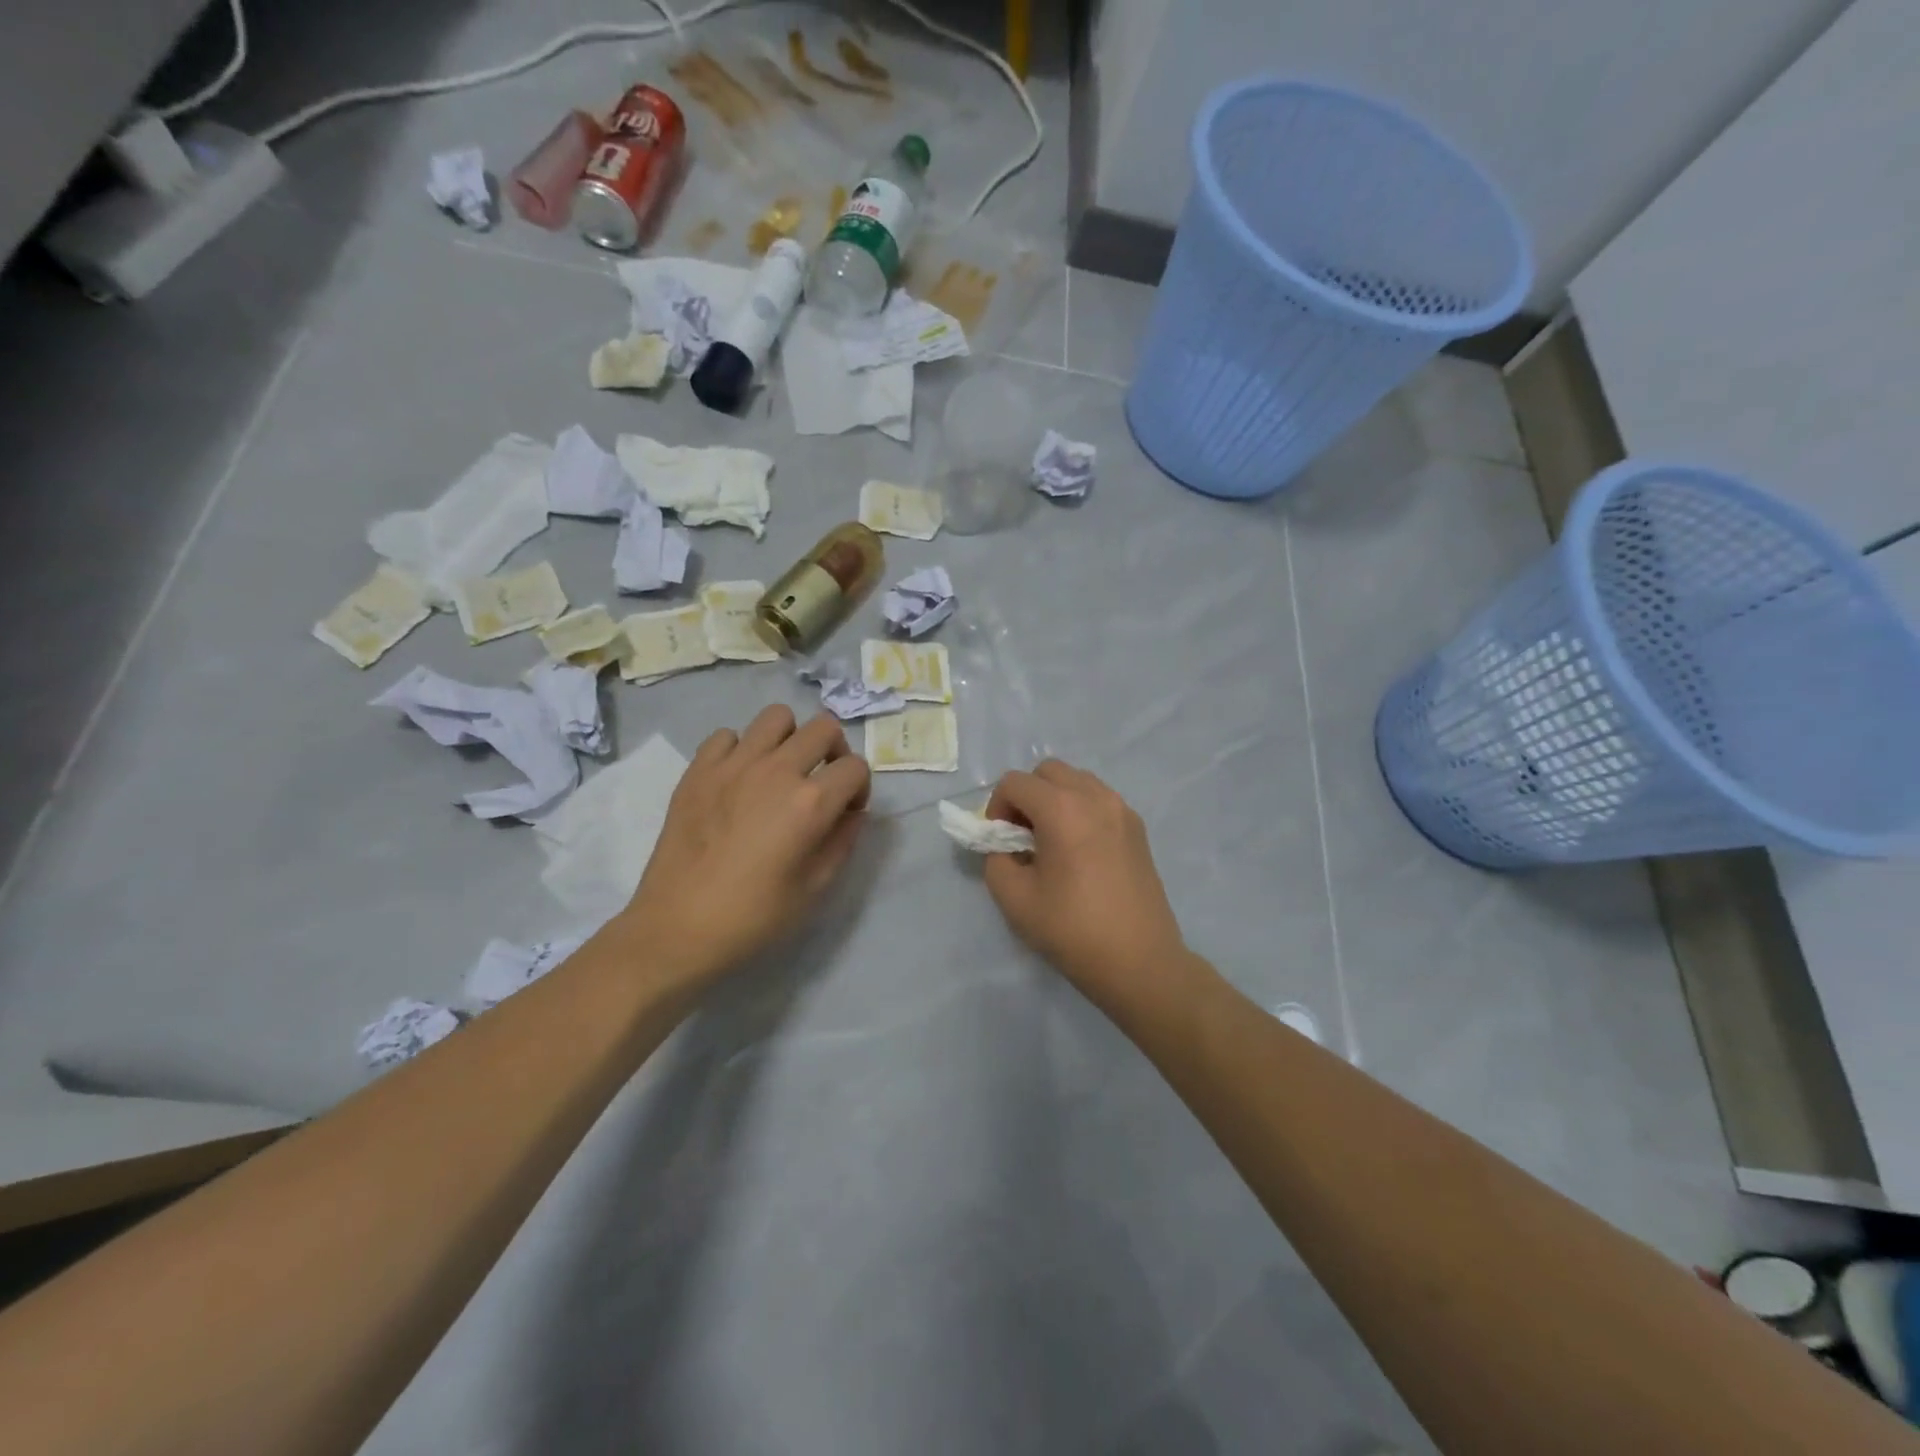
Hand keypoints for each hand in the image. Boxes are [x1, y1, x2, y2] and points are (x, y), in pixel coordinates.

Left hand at [620, 706, 870, 990]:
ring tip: (780, 770)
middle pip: (823, 728)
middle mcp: (776, 770)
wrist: (678, 927)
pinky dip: (741, 750)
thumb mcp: (816, 887)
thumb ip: (843, 840)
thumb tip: (850, 812)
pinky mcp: (698, 769)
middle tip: (821, 782)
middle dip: (834, 752)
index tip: (847, 812)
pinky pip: (728, 735)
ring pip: (776, 717)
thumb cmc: (754, 916)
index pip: (856, 767)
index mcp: (810, 802)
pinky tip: (738, 780)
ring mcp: (733, 764)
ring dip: (789, 739)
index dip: (860, 788)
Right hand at [982, 761, 1192, 1005]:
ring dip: (1055, 799)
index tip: (1000, 841)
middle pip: (1048, 771)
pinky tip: (1079, 851)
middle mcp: (1095, 796)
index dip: (997, 807)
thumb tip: (1004, 846)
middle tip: (1022, 836)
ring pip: (1077, 781)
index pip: (1015, 782)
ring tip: (1052, 842)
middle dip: (1026, 796)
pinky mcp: (1137, 828)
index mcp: (1063, 808)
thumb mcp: (1015, 899)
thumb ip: (996, 860)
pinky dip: (1080, 809)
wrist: (1139, 961)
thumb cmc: (1072, 930)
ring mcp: (1122, 809)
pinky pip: (1099, 799)